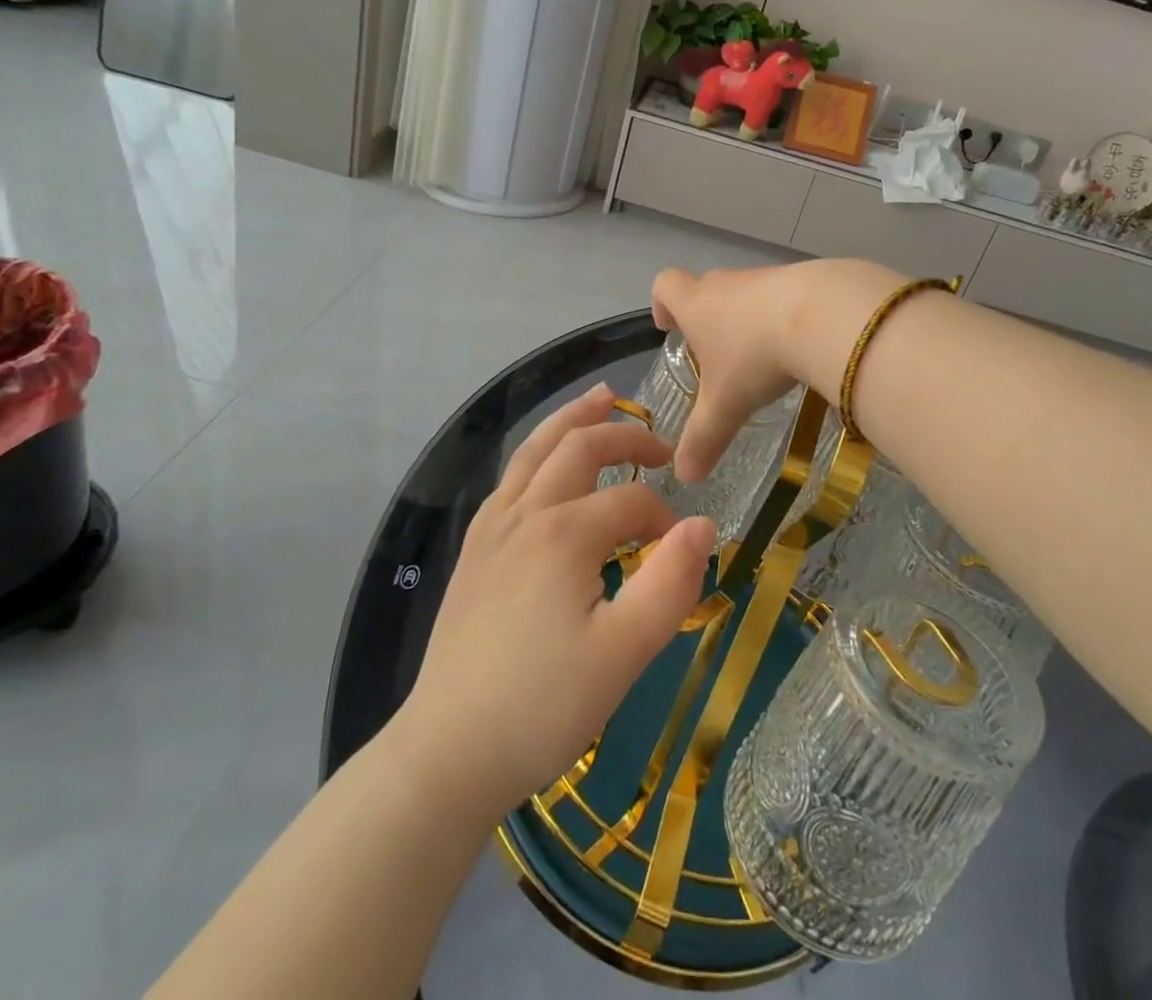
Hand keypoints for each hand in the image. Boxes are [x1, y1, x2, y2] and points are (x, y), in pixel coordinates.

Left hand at [395, 383, 715, 822]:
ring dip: (572, 420)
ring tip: (601, 398)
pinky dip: (538, 453)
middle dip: (625, 436)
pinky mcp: (473, 549)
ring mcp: (491, 528)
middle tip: (661, 446)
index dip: (664, 519)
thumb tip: (704, 526)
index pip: (631, 501)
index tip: (679, 552)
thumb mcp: (623, 654)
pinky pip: (510, 478)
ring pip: (535, 450)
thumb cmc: (542, 706)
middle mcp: (525, 513)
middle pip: (579, 448)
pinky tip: (545, 463)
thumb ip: (670, 584)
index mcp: (564, 534)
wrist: (448, 753)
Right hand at [651, 260, 900, 481]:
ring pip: (748, 292)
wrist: (823, 316)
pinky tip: (801, 346)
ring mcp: (768, 278)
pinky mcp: (806, 280)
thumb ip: (703, 439)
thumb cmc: (756, 357)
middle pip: (707, 287)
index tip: (669, 327)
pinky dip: (786, 316)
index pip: (666, 285)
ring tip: (762, 356)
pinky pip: (786, 296)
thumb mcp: (725, 406)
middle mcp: (728, 284)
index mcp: (697, 305)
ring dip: (749, 317)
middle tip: (715, 351)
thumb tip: (684, 476)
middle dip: (706, 315)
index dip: (662, 303)